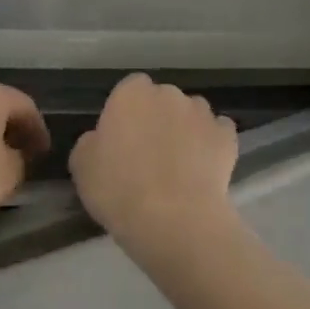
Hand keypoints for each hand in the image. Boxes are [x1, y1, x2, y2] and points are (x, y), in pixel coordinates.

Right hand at [69, 73, 238, 259]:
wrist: (174, 219)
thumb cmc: (119, 190)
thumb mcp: (82, 167)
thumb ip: (91, 142)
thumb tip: (101, 138)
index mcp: (131, 94)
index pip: (130, 89)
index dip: (127, 113)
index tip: (123, 139)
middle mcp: (169, 93)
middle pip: (162, 99)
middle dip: (158, 118)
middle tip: (149, 155)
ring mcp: (201, 112)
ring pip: (192, 113)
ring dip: (186, 130)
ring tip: (180, 165)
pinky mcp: (227, 135)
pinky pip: (217, 132)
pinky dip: (212, 145)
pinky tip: (204, 169)